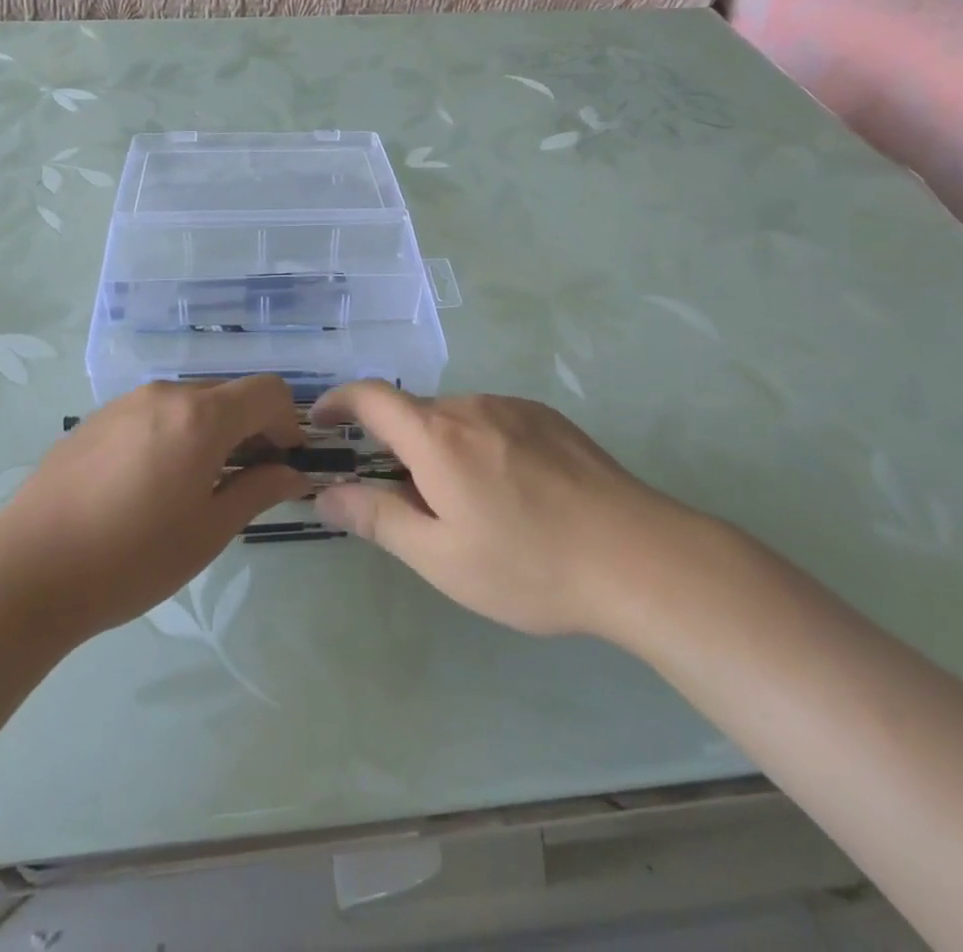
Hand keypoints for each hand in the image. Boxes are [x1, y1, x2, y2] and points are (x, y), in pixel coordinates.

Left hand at [0, 378, 310, 642]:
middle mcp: (165, 394)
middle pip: (229, 393)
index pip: (268, 391)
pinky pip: (153, 412)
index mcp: (200, 416)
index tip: (283, 464)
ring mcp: (125, 401)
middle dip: (251, 427)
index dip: (288, 423)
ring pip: (190, 402)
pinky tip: (150, 483)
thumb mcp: (208, 531)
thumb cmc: (131, 558)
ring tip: (196, 485)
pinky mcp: (96, 418)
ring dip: (212, 430)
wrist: (28, 571)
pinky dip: (174, 433)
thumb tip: (293, 473)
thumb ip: (258, 491)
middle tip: (246, 479)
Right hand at [312, 383, 696, 640]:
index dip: (338, 401)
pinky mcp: (549, 418)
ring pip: (456, 420)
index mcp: (437, 436)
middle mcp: (472, 406)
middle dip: (397, 449)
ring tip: (471, 509)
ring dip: (442, 450)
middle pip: (415, 414)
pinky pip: (493, 421)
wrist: (640, 558)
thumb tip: (325, 494)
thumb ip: (377, 519)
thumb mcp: (441, 558)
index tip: (322, 421)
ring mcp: (515, 407)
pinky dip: (479, 446)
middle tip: (410, 505)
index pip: (371, 396)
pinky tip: (513, 494)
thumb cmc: (529, 564)